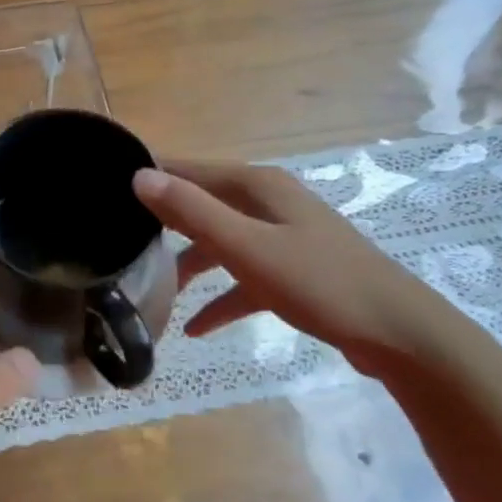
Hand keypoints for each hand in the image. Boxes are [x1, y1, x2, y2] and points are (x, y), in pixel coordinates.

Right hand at [133, 161, 459, 375]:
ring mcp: (282, 236)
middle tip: (119, 242)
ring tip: (152, 290)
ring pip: (219, 242)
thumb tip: (139, 176)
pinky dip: (219, 297)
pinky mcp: (292, 270)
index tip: (105, 192)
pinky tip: (194, 327)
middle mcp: (267, 202)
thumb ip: (193, 212)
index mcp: (256, 186)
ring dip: (188, 265)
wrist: (396, 332)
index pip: (188, 169)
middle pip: (201, 205)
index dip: (148, 176)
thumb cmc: (318, 283)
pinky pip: (242, 277)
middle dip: (162, 223)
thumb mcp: (247, 247)